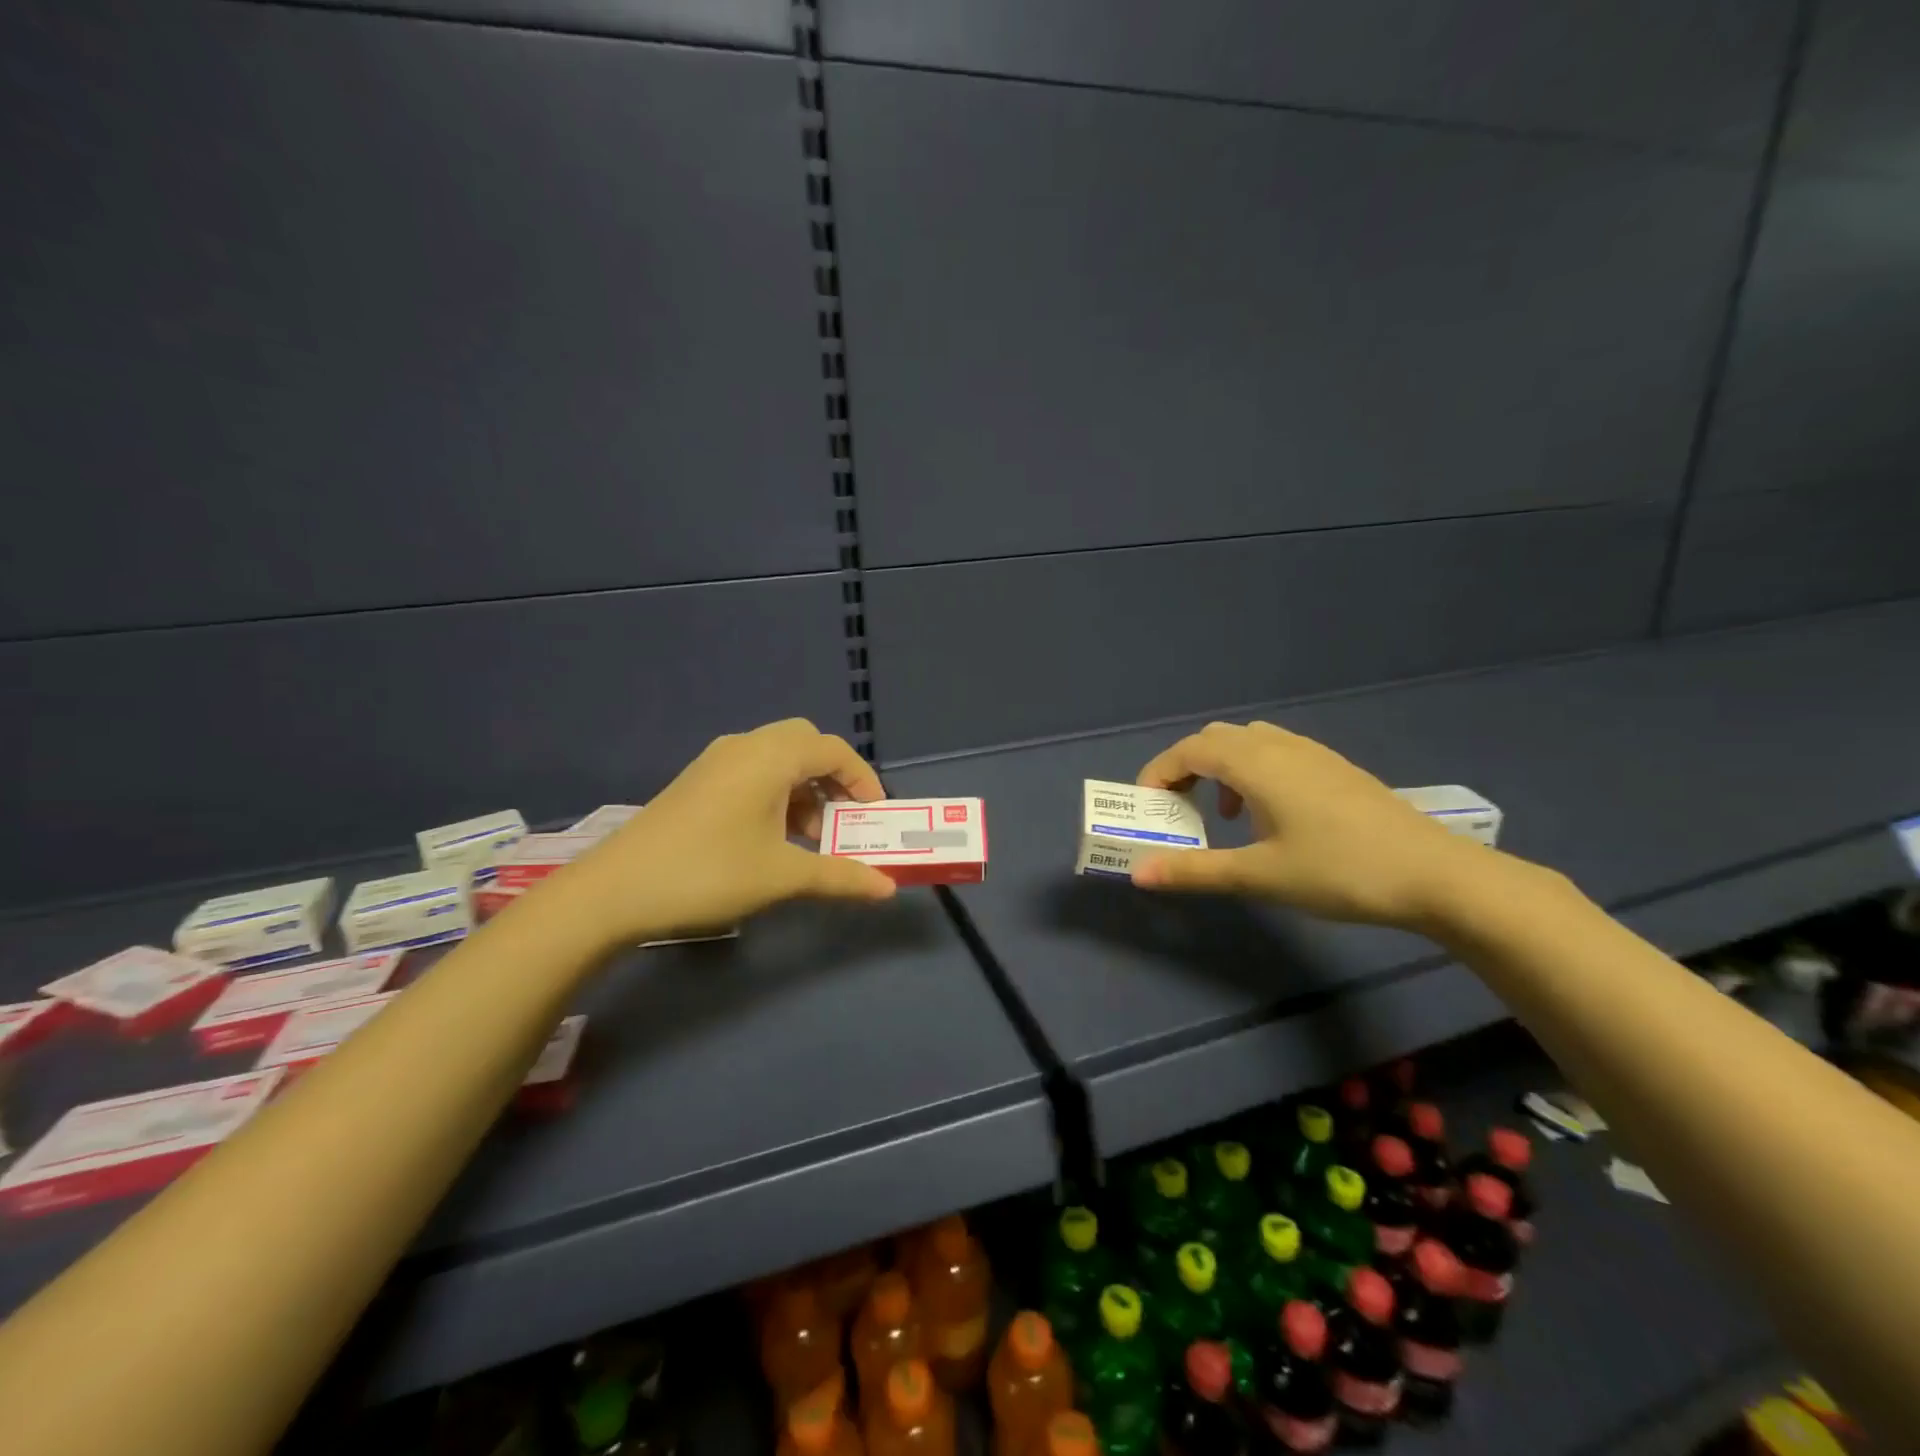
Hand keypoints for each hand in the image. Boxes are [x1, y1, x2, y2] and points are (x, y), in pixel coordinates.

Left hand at [554, 719, 896, 946]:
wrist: (614, 890)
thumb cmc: (709, 873)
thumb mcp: (782, 877)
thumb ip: (840, 877)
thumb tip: (887, 888)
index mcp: (770, 757)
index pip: (833, 749)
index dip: (862, 778)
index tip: (874, 815)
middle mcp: (745, 746)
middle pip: (805, 743)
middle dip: (833, 777)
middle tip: (843, 817)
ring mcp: (716, 761)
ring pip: (777, 757)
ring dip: (804, 787)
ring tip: (810, 837)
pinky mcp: (698, 781)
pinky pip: (752, 771)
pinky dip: (776, 792)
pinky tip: (771, 836)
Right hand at [1132, 720, 1485, 929]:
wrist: (1434, 874)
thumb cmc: (1338, 871)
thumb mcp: (1259, 876)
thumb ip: (1194, 870)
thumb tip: (1138, 873)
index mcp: (1255, 763)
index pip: (1188, 751)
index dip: (1158, 773)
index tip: (1146, 807)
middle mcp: (1279, 746)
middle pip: (1214, 739)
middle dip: (1185, 767)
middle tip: (1178, 809)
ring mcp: (1312, 753)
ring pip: (1247, 741)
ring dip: (1220, 768)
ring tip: (1223, 814)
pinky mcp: (1335, 767)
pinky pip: (1276, 751)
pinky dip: (1252, 771)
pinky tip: (1269, 815)